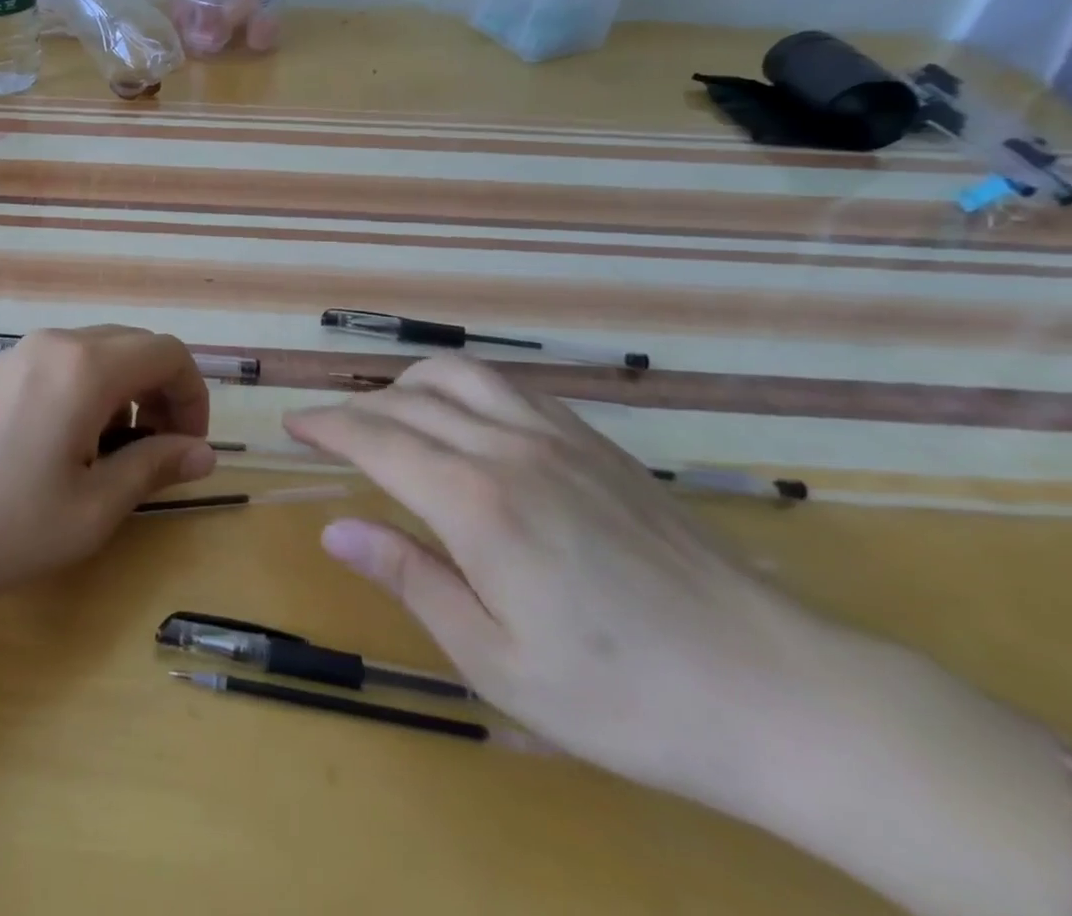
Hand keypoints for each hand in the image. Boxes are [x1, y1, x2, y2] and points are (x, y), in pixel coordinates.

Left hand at [0, 327, 216, 609]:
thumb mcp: (89, 510)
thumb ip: (153, 468)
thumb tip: (204, 453)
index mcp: (85, 367)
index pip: (168, 353)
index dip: (193, 396)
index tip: (188, 448)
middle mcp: (53, 344)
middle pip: (133, 346)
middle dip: (161, 392)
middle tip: (156, 453)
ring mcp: (14, 353)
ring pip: (94, 354)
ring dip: (122, 394)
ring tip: (106, 457)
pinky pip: (57, 365)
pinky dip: (84, 392)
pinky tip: (58, 447)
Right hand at [284, 352, 828, 807]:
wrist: (780, 692)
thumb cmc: (625, 697)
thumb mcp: (497, 661)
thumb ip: (410, 580)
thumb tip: (336, 530)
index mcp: (475, 504)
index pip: (375, 439)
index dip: (325, 425)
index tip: (291, 426)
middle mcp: (507, 450)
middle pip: (407, 401)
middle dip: (355, 407)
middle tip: (327, 429)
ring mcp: (557, 438)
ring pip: (459, 374)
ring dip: (407, 383)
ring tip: (388, 411)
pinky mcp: (596, 443)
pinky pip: (509, 386)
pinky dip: (463, 384)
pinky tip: (464, 415)